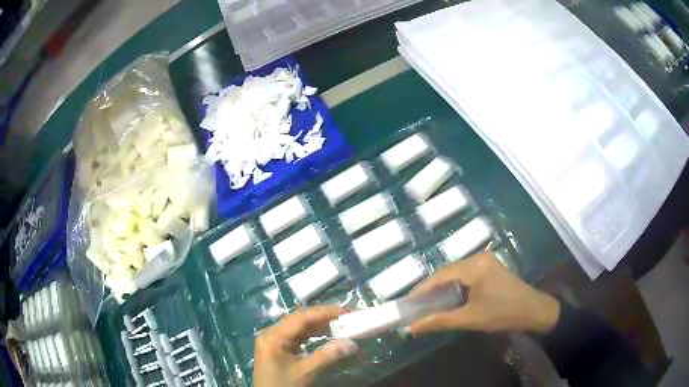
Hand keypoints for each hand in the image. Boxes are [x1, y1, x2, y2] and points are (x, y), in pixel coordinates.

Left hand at [254, 306, 358, 386]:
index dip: (324, 312)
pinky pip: (295, 336)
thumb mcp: (305, 372)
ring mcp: (272, 340)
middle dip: (322, 317)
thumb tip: (352, 344)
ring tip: (338, 325)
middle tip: (345, 317)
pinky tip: (324, 335)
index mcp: (274, 336)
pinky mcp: (276, 348)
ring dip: (317, 326)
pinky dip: (310, 335)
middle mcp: (271, 333)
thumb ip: (328, 356)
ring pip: (297, 327)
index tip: (345, 311)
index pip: (301, 317)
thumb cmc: (283, 385)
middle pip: (298, 320)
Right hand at [409, 251, 559, 334]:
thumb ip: (439, 321)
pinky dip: (455, 285)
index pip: (440, 275)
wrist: (532, 310)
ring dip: (443, 286)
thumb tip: (412, 327)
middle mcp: (478, 257)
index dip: (422, 289)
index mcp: (474, 266)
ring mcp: (486, 259)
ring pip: (456, 271)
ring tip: (429, 302)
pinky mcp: (490, 265)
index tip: (407, 302)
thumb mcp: (469, 319)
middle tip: (417, 305)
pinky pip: (466, 273)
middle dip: (432, 288)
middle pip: (447, 271)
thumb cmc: (501, 313)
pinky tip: (449, 296)